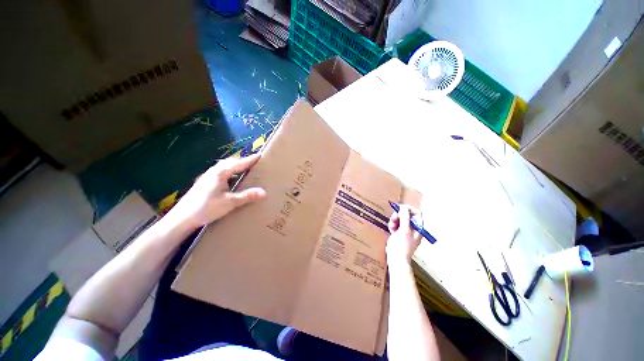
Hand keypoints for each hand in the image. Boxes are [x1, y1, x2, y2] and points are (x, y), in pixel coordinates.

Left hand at [171, 154, 265, 227]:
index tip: (259, 156)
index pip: (239, 164)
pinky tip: (230, 179)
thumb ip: (247, 196)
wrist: (182, 218)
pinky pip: (220, 172)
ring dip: (235, 166)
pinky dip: (229, 172)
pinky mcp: (204, 182)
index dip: (250, 160)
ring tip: (243, 169)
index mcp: (220, 173)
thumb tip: (264, 192)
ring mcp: (207, 176)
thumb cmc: (206, 208)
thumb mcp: (230, 202)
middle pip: (230, 162)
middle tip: (253, 162)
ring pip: (224, 167)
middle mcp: (213, 171)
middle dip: (242, 161)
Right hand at [386, 205, 420, 265]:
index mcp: (418, 228)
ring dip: (394, 220)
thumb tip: (403, 207)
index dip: (408, 209)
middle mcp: (413, 228)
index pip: (416, 213)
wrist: (396, 259)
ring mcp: (406, 231)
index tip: (399, 208)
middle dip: (399, 216)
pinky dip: (392, 225)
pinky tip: (391, 230)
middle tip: (393, 219)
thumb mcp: (404, 230)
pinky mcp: (399, 233)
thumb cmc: (402, 245)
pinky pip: (396, 224)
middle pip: (406, 215)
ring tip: (392, 227)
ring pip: (400, 219)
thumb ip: (404, 217)